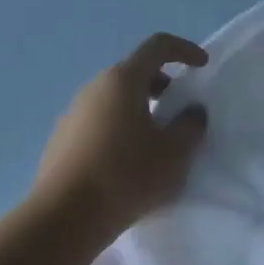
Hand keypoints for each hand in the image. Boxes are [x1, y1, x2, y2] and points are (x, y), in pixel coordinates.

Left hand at [33, 34, 208, 236]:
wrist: (63, 218)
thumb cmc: (126, 176)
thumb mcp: (174, 154)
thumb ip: (190, 126)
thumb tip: (191, 112)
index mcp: (123, 80)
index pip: (157, 46)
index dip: (184, 50)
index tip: (202, 67)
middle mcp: (95, 87)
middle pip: (134, 72)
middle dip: (162, 84)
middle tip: (178, 110)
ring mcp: (73, 112)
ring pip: (114, 98)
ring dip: (138, 108)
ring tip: (155, 141)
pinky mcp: (61, 139)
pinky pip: (98, 121)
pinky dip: (118, 128)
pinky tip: (126, 163)